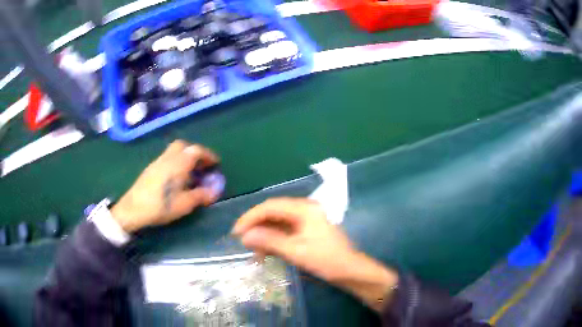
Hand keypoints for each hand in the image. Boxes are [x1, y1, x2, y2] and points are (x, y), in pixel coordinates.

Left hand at [111, 140, 219, 232]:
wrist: (133, 209)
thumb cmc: (161, 206)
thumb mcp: (184, 204)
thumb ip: (201, 195)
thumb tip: (214, 191)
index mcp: (178, 163)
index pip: (196, 151)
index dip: (208, 155)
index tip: (216, 163)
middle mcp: (168, 158)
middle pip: (183, 146)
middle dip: (194, 152)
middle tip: (201, 165)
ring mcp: (157, 162)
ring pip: (173, 151)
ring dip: (184, 157)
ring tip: (190, 172)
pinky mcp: (150, 168)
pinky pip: (167, 158)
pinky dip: (175, 162)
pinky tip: (175, 178)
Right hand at [232, 198, 398, 310]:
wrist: (350, 271)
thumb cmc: (326, 260)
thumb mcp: (296, 251)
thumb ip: (269, 241)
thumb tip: (245, 236)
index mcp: (304, 209)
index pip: (270, 207)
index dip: (251, 217)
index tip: (236, 232)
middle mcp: (304, 210)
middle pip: (273, 212)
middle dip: (256, 225)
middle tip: (241, 240)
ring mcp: (306, 220)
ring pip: (278, 222)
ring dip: (264, 234)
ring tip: (252, 249)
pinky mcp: (306, 230)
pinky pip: (285, 231)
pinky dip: (273, 240)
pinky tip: (265, 251)